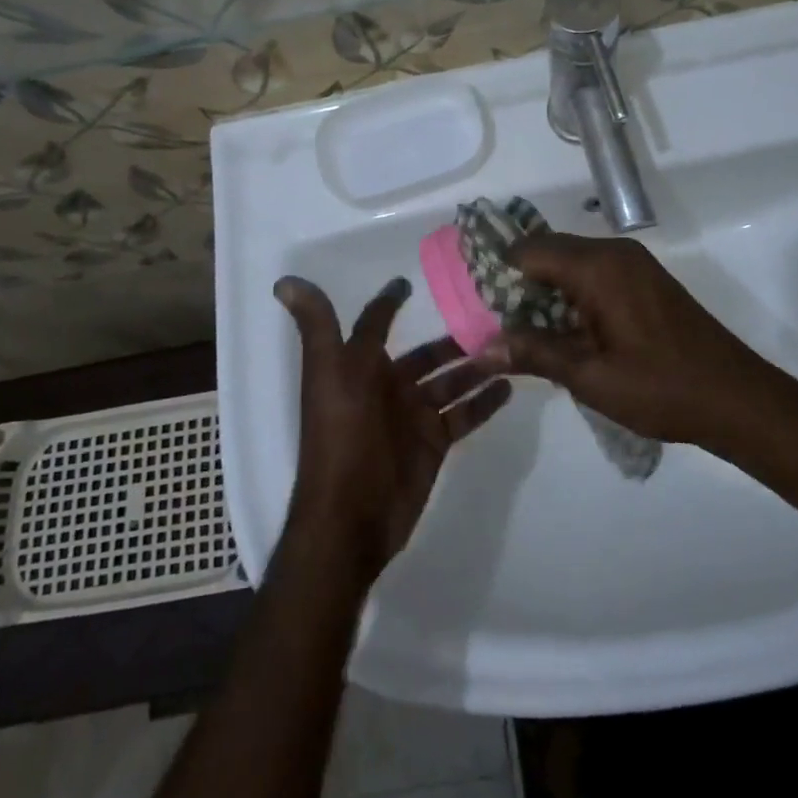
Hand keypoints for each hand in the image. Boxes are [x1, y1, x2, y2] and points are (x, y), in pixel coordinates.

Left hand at [275, 275, 510, 580]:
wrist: (351, 516)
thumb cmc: (341, 435)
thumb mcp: (329, 372)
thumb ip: (319, 326)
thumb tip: (284, 281)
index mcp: (360, 365)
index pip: (377, 323)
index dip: (391, 302)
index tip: (412, 281)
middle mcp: (388, 386)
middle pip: (427, 355)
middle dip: (456, 340)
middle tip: (495, 319)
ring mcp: (413, 416)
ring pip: (451, 382)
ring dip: (478, 367)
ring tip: (513, 349)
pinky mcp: (433, 443)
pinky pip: (463, 415)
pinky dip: (485, 402)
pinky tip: (510, 386)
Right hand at [495, 234, 785, 454]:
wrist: (738, 399)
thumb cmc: (662, 388)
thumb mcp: (591, 377)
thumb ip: (535, 353)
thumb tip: (483, 347)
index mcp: (598, 267)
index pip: (529, 250)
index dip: (497, 272)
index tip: (476, 303)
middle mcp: (614, 253)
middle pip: (549, 252)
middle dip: (518, 283)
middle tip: (495, 323)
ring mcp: (634, 264)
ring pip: (571, 263)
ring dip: (545, 291)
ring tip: (524, 333)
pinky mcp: (645, 280)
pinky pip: (594, 274)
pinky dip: (571, 294)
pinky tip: (565, 331)